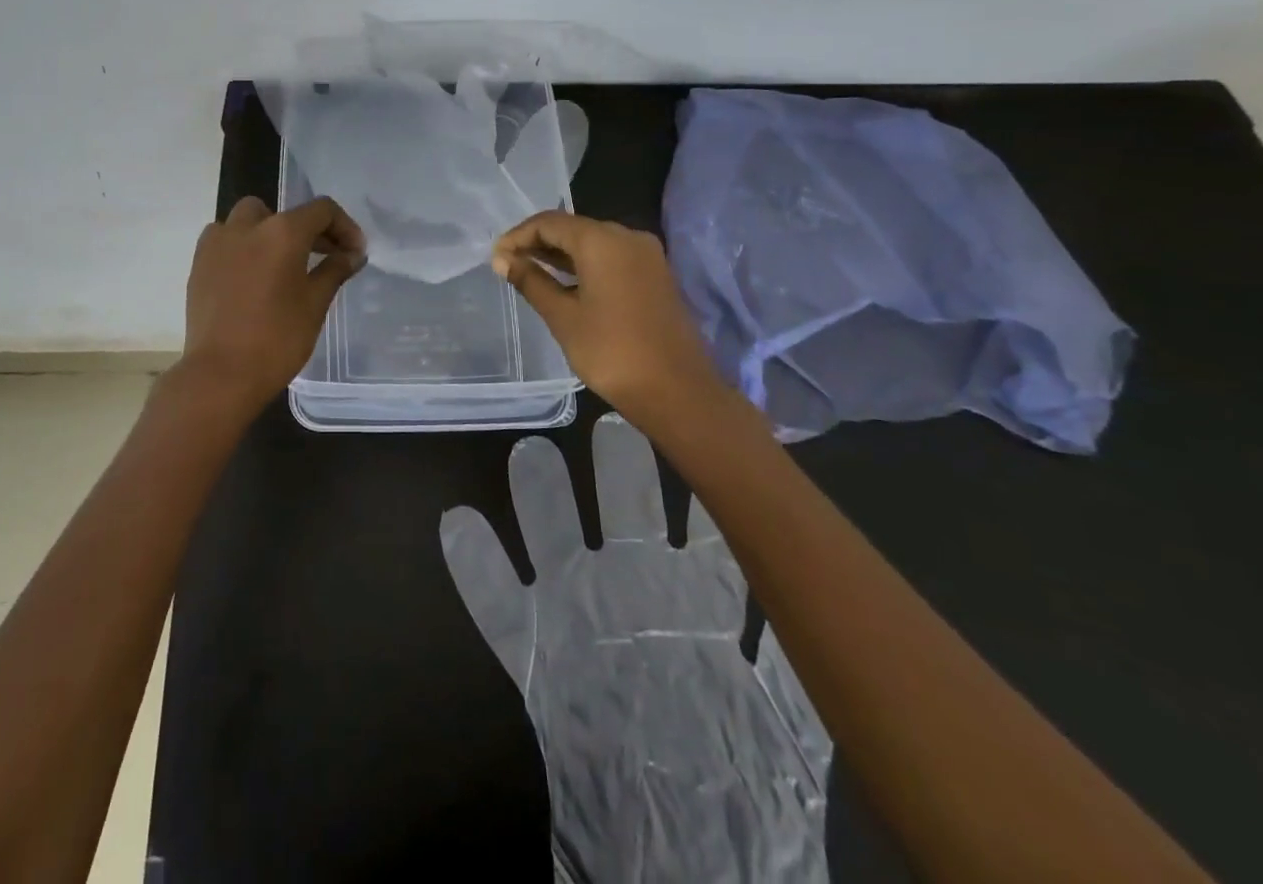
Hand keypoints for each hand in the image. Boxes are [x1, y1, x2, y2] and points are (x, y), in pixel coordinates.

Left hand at [178, 195, 365, 419]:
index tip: (354, 253)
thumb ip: (335, 270)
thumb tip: (352, 254)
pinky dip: (243, 246)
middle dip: (308, 229)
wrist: (220, 374)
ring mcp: (218, 242)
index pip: (322, 210)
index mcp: (282, 231)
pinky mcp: (199, 263)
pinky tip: (252, 275)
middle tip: (324, 256)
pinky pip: (225, 239)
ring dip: (270, 232)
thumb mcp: (315, 304)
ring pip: (249, 220)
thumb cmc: (277, 339)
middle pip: (284, 213)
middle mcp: (247, 226)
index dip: (345, 227)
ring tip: (283, 263)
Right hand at [441, 416, 831, 881]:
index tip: (690, 429)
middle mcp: (636, 589)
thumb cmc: (738, 778)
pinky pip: (496, 602)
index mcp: (697, 596)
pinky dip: (475, 565)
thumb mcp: (786, 707)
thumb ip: (788, 640)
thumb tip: (802, 565)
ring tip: (531, 454)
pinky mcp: (534, 653)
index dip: (698, 480)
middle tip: (611, 421)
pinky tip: (460, 524)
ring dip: (542, 498)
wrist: (683, 843)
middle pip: (623, 512)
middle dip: (619, 467)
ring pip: (555, 536)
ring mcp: (579, 613)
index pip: (697, 522)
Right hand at [492, 211, 731, 429]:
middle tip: (508, 264)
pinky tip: (565, 283)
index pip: (549, 222)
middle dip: (538, 242)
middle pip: (573, 227)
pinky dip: (584, 264)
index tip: (496, 257)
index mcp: (602, 240)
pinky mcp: (655, 274)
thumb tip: (502, 259)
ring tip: (529, 272)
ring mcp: (646, 255)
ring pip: (593, 242)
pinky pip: (611, 257)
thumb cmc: (612, 352)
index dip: (518, 236)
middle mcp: (627, 237)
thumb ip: (531, 281)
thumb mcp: (563, 316)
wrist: (677, 391)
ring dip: (560, 254)